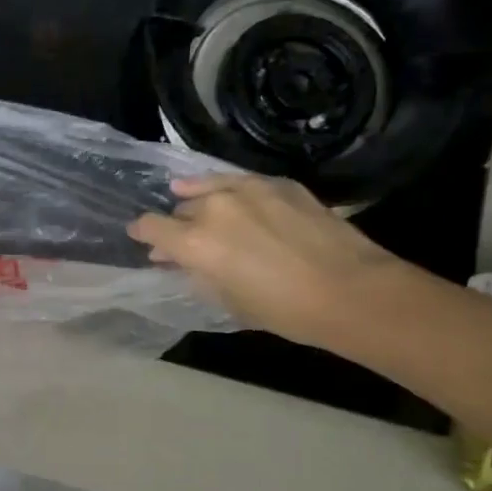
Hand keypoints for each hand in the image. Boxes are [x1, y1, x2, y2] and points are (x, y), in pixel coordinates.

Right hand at [128, 174, 405, 346]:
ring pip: (208, 188)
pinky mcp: (279, 183)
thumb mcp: (226, 300)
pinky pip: (240, 181)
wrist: (350, 290)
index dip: (142, 233)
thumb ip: (196, 274)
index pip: (150, 226)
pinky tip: (231, 195)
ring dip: (197, 199)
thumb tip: (177, 260)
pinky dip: (228, 188)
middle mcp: (214, 207)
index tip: (141, 238)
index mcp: (194, 242)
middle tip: (182, 240)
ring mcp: (248, 189)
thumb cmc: (282, 309)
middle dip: (177, 224)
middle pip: (181, 209)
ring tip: (190, 200)